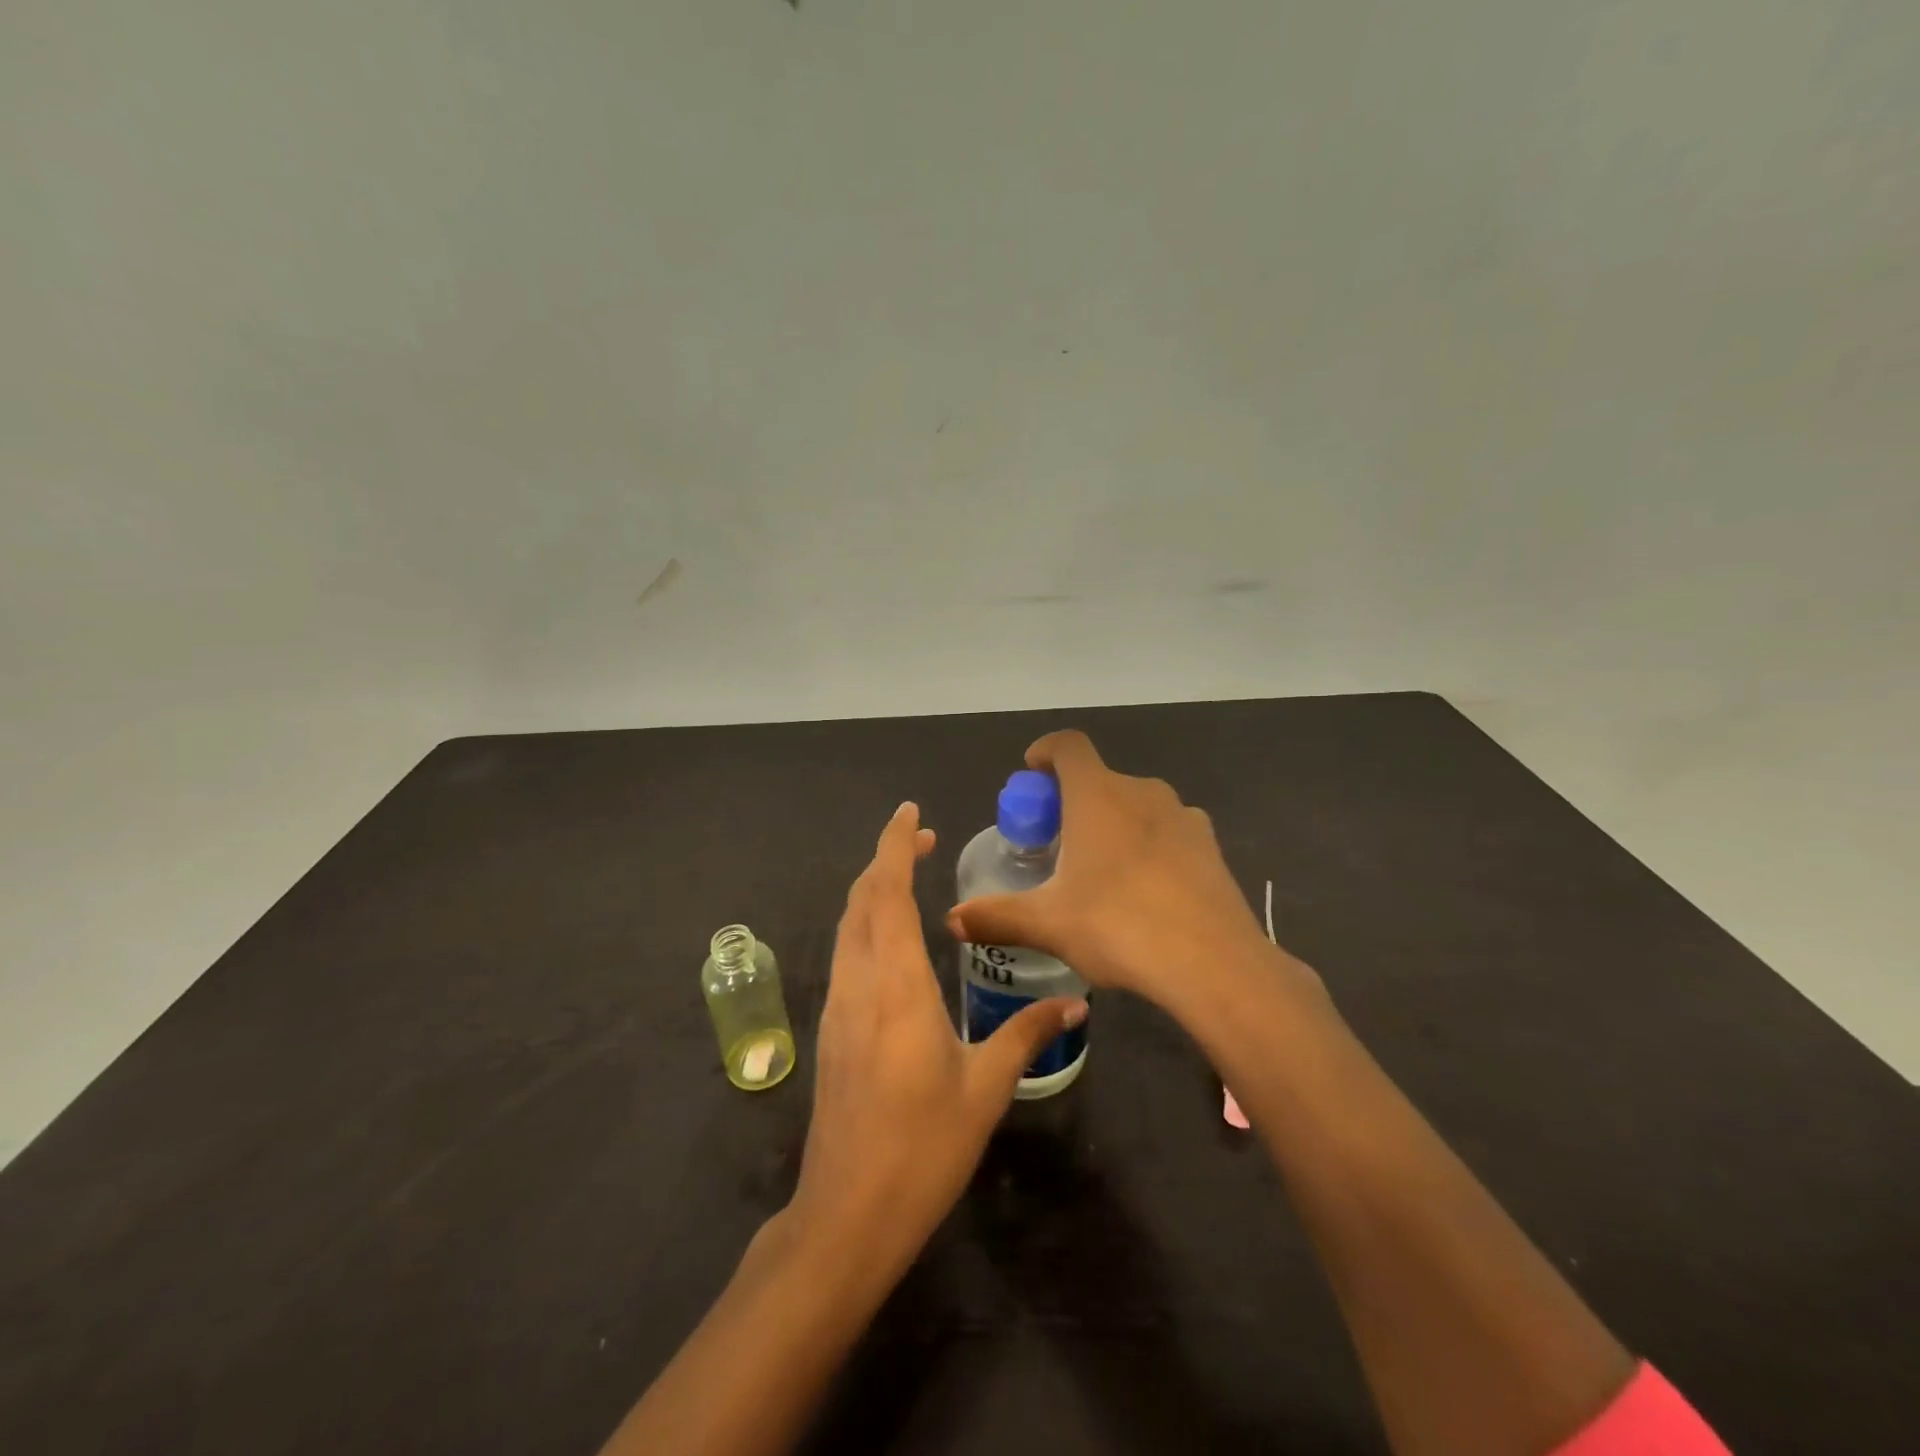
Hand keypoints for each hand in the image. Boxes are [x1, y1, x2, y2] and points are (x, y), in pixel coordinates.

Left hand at [786, 801, 1085, 1278]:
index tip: (911, 812)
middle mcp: (858, 982)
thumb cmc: (921, 1148)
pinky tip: (893, 939)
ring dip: (873, 889)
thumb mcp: (985, 1089)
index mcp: (896, 985)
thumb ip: (1027, 1036)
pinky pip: (846, 952)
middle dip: (886, 858)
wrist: (846, 1214)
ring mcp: (837, 1004)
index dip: (894, 845)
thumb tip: (1076, 1004)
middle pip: (861, 899)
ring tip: (909, 875)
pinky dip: (866, 922)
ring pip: (848, 924)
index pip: (886, 893)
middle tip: (923, 839)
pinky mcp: (831, 1028)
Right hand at [946, 730, 1321, 1019]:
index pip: (1068, 746)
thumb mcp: (1048, 924)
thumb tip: (951, 920)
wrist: (1214, 963)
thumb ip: (996, 917)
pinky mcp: (1210, 846)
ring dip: (1113, 821)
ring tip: (1100, 869)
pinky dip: (1148, 844)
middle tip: (1056, 841)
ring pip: (1136, 804)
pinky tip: (1145, 890)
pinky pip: (1167, 830)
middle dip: (1072, 800)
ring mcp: (1183, 816)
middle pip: (1099, 778)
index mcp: (1098, 795)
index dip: (1045, 751)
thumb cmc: (1119, 927)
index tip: (1031, 774)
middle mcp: (1142, 792)